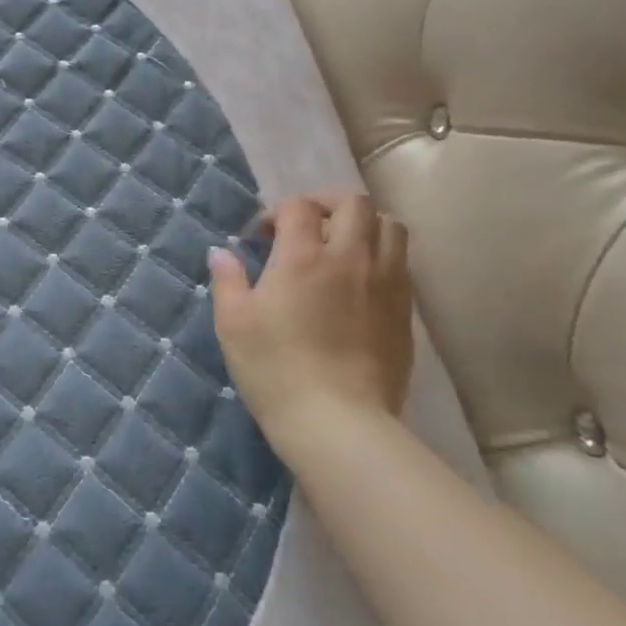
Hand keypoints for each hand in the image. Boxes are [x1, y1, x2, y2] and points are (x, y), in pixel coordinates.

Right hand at [207, 192, 413, 447]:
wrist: (337, 421)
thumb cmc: (274, 368)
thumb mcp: (233, 323)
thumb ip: (227, 280)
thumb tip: (220, 253)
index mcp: (303, 256)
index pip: (299, 206)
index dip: (279, 212)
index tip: (263, 238)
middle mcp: (350, 258)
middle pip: (354, 203)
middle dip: (327, 204)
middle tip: (306, 228)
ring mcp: (385, 283)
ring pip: (390, 227)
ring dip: (364, 224)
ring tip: (341, 246)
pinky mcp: (405, 312)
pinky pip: (402, 263)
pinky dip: (381, 256)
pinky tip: (360, 283)